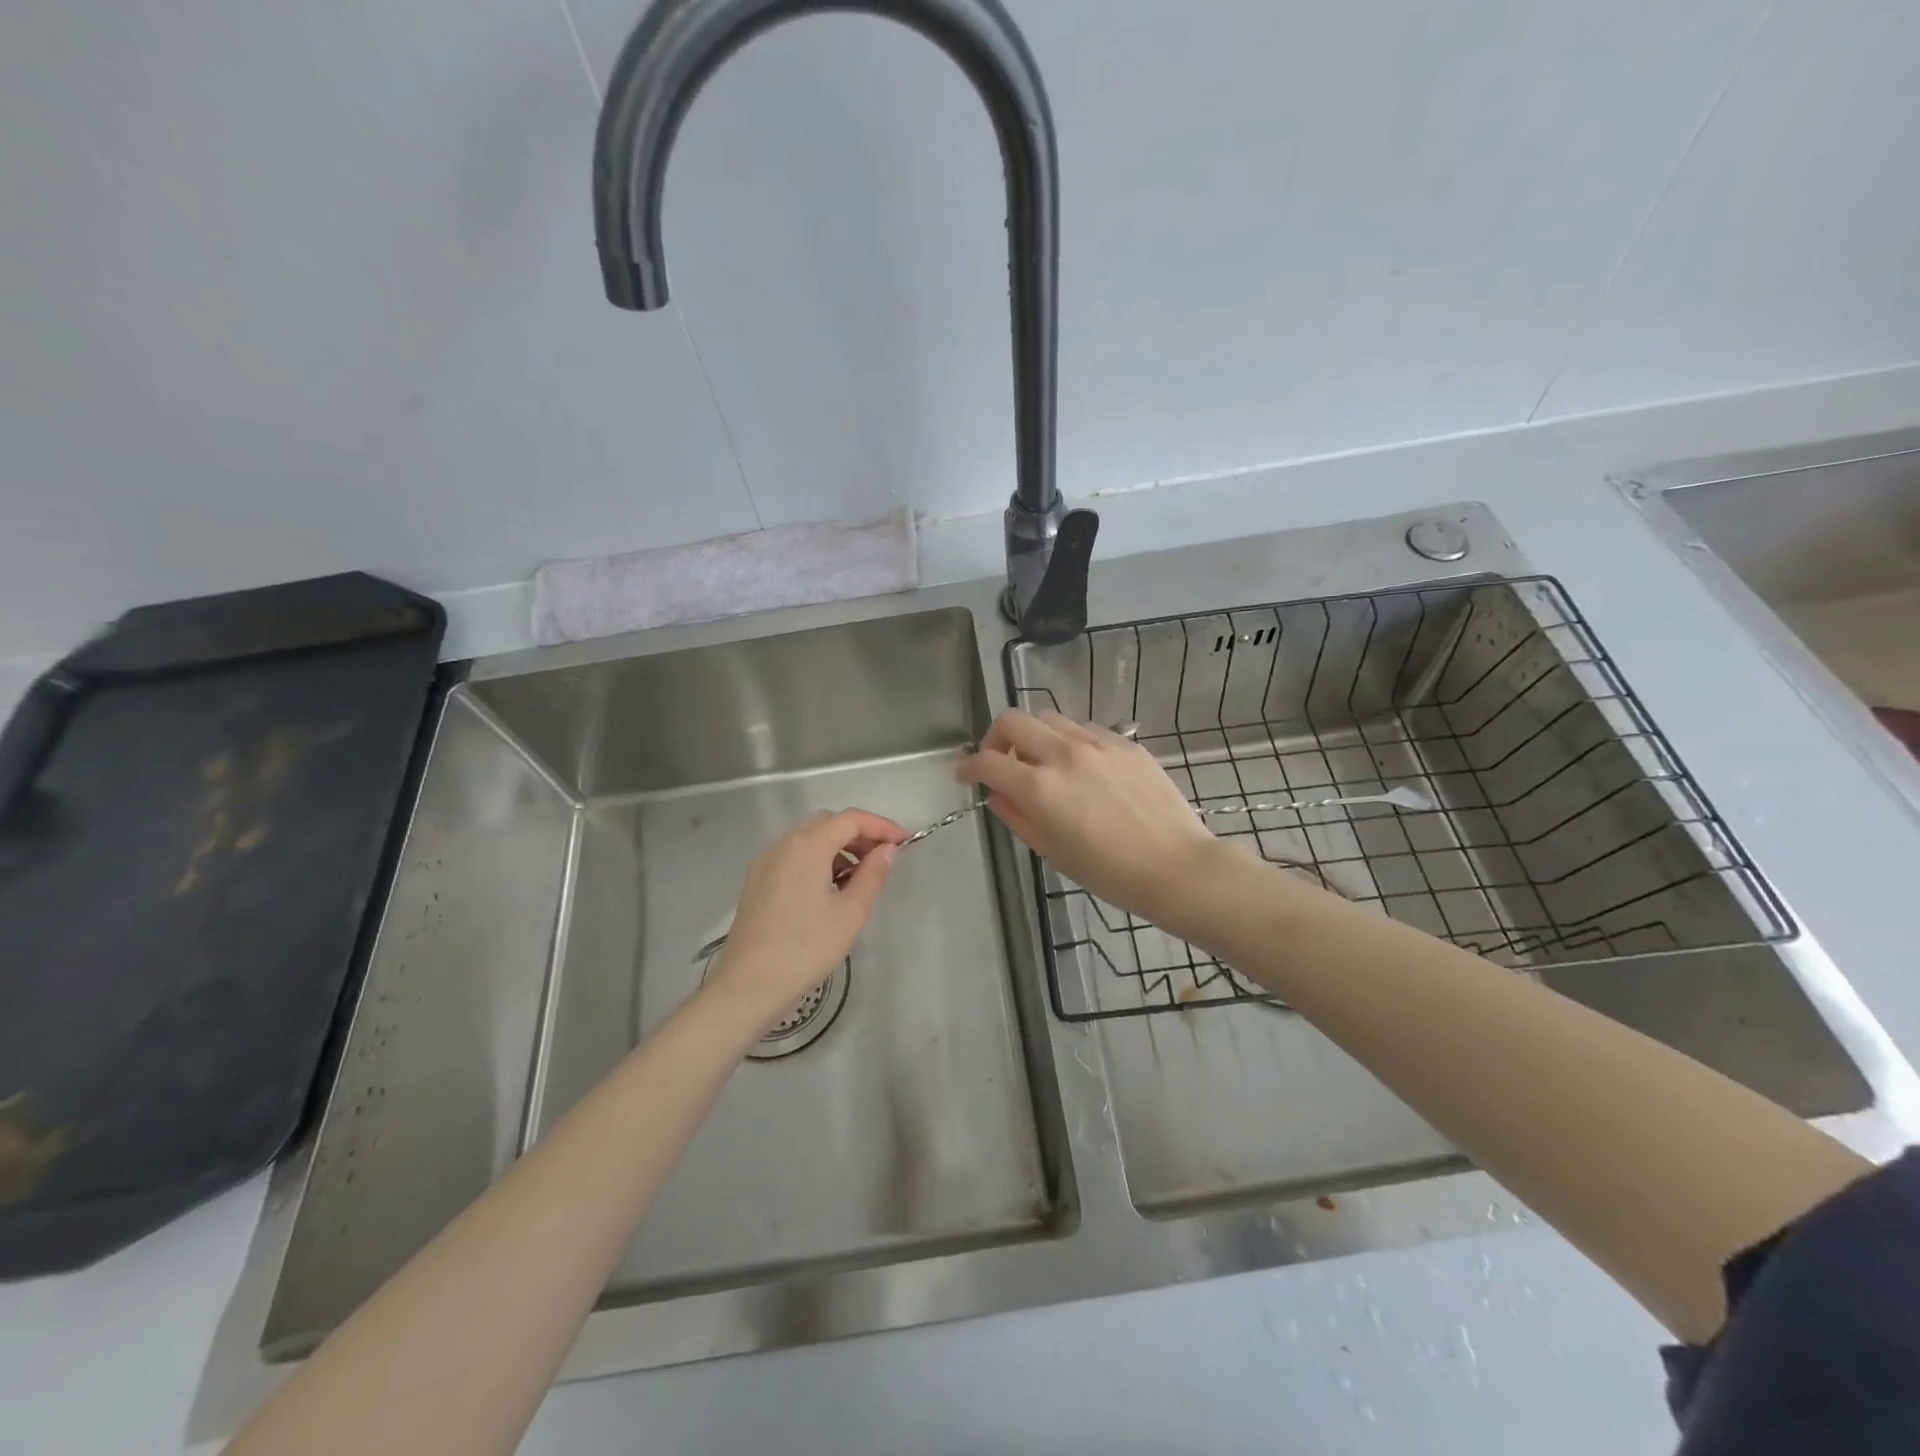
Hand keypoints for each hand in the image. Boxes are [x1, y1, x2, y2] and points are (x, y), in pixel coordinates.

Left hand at [704, 809, 906, 1036]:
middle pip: (828, 822)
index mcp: (807, 846)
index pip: (851, 819)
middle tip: (884, 857)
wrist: (748, 986)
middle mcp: (783, 844)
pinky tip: (829, 887)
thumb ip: (872, 875)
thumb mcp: (850, 913)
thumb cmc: (806, 949)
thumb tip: (887, 850)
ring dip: (838, 846)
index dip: (881, 826)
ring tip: (860, 875)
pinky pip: (793, 855)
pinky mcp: (757, 881)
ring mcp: (765, 862)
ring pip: (808, 837)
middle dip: (859, 833)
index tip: (905, 842)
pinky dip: (817, 858)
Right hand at [958, 710, 1222, 923]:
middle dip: (995, 738)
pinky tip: (1077, 765)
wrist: (1177, 866)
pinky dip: (1066, 739)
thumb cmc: (1110, 872)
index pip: (988, 761)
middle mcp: (1064, 753)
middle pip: (1013, 721)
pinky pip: (1082, 728)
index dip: (969, 767)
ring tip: (1039, 761)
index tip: (966, 776)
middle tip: (999, 762)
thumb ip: (1018, 817)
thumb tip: (998, 795)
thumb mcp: (1053, 851)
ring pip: (1048, 717)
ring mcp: (1097, 742)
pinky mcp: (1124, 742)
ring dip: (1032, 735)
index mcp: (1040, 787)